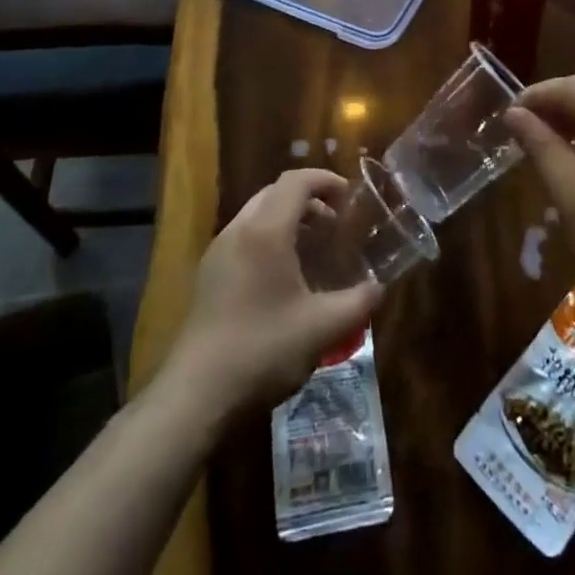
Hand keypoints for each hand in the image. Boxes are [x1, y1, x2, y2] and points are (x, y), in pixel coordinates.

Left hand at [165, 169, 383, 414]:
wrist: (196, 394)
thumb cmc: (263, 350)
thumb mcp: (323, 329)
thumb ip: (358, 302)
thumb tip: (378, 287)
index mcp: (266, 231)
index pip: (296, 181)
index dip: (325, 180)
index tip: (349, 196)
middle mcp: (239, 230)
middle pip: (275, 192)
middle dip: (309, 198)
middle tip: (335, 223)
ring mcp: (219, 250)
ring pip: (257, 212)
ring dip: (288, 217)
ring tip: (313, 247)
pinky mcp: (209, 273)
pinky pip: (244, 235)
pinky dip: (269, 235)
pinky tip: (284, 274)